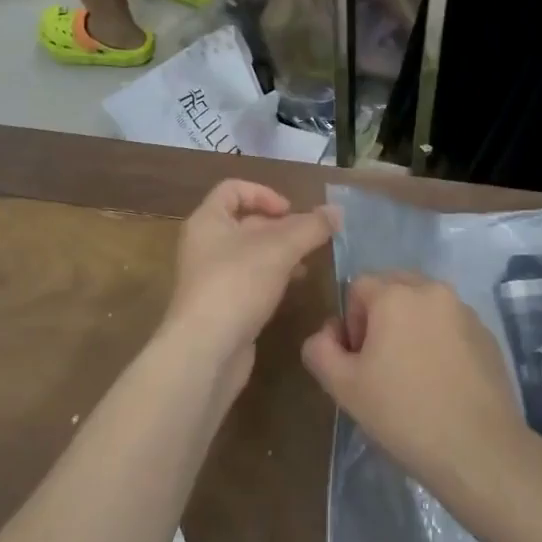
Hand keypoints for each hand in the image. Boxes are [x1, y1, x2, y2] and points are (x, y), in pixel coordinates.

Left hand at [163, 180, 337, 393]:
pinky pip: (248, 281)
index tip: (291, 211)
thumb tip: (337, 211)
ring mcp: (210, 278)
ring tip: (307, 264)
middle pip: (245, 222)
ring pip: (250, 254)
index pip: (233, 189)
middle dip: (279, 227)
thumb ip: (311, 227)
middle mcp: (204, 244)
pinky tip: (292, 289)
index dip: (264, 193)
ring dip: (279, 254)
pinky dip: (271, 278)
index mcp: (208, 220)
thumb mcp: (280, 248)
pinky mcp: (220, 307)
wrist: (205, 352)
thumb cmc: (237, 284)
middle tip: (309, 238)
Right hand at [301, 272, 529, 505]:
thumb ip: (320, 350)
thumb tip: (327, 333)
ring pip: (424, 303)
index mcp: (395, 294)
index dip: (352, 321)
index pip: (358, 286)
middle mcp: (431, 289)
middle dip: (381, 316)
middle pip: (394, 286)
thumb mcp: (344, 387)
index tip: (361, 360)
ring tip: (414, 373)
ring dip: (412, 325)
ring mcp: (464, 309)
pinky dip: (441, 339)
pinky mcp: (487, 333)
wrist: (479, 450)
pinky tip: (443, 381)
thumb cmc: (404, 415)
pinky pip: (451, 323)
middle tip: (383, 363)